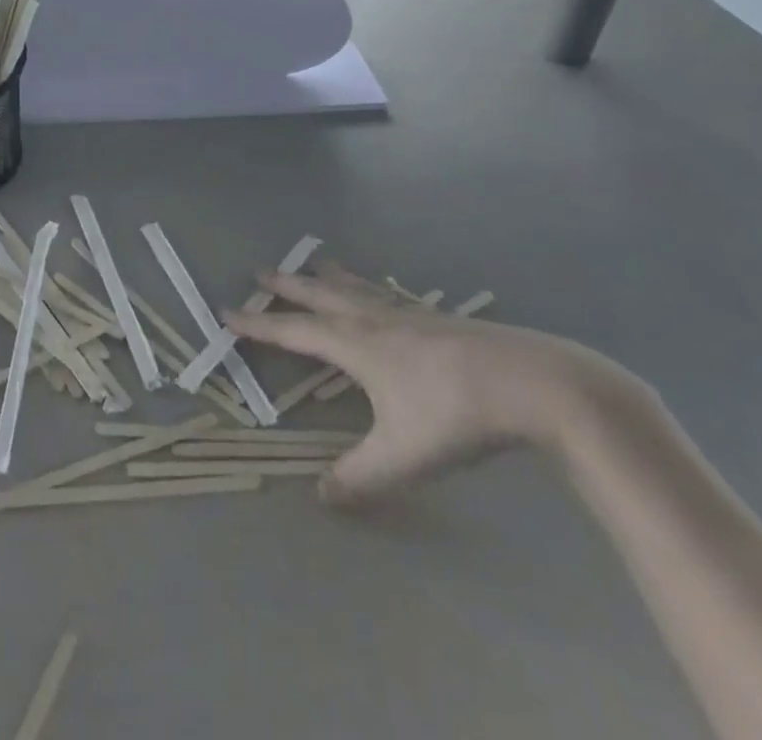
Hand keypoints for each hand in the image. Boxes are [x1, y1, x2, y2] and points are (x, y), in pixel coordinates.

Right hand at [225, 264, 644, 504]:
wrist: (534, 382)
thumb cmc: (457, 415)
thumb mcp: (404, 456)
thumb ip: (360, 477)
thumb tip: (321, 496)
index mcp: (357, 346)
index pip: (295, 331)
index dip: (259, 325)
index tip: (227, 312)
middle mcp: (375, 320)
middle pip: (321, 296)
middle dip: (289, 286)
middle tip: (261, 272)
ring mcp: (411, 313)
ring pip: (358, 288)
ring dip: (330, 277)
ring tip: (317, 265)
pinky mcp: (441, 317)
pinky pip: (390, 294)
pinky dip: (372, 287)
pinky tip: (385, 294)